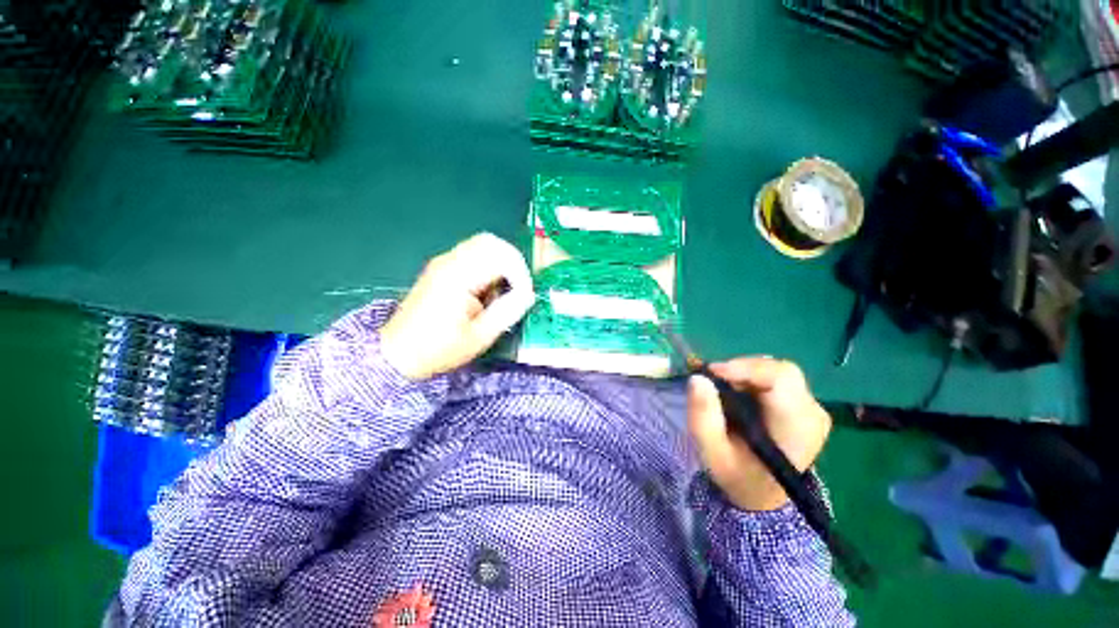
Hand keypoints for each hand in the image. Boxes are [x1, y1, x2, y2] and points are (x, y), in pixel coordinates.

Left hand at [380, 233, 534, 379]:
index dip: (520, 275)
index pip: (501, 257)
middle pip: (491, 242)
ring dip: (501, 263)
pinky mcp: (442, 268)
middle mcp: (449, 261)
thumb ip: (508, 311)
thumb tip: (529, 294)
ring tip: (504, 290)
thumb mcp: (480, 336)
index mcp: (458, 277)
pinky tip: (488, 289)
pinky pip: (473, 254)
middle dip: (513, 262)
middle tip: (519, 288)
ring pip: (483, 245)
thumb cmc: (438, 349)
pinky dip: (489, 265)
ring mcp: (443, 262)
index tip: (525, 296)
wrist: (398, 354)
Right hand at [687, 358, 831, 511]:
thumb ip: (703, 416)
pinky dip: (752, 377)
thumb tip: (698, 378)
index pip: (781, 380)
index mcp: (796, 430)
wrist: (762, 494)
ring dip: (746, 373)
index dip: (745, 368)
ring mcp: (811, 409)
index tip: (712, 371)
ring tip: (723, 387)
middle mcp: (812, 415)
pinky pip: (777, 378)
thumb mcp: (712, 452)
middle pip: (781, 371)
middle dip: (743, 369)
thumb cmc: (737, 475)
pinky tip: (736, 391)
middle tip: (715, 379)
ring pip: (778, 371)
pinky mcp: (803, 405)